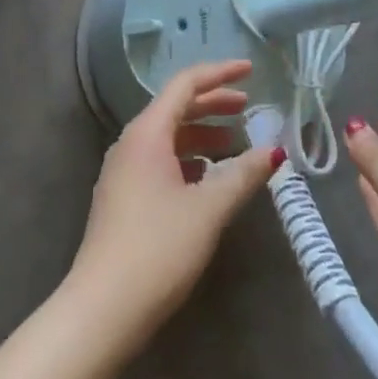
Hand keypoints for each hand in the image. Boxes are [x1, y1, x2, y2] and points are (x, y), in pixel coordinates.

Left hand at [65, 60, 281, 351]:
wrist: (102, 307)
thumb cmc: (158, 248)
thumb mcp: (208, 209)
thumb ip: (243, 175)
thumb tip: (275, 150)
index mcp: (147, 133)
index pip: (185, 85)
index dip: (220, 73)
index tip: (251, 70)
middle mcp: (131, 143)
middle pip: (176, 108)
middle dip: (213, 104)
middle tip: (249, 108)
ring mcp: (123, 171)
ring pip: (168, 137)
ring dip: (202, 135)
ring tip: (235, 147)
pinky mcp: (123, 197)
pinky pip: (160, 161)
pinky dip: (188, 159)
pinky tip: (208, 180)